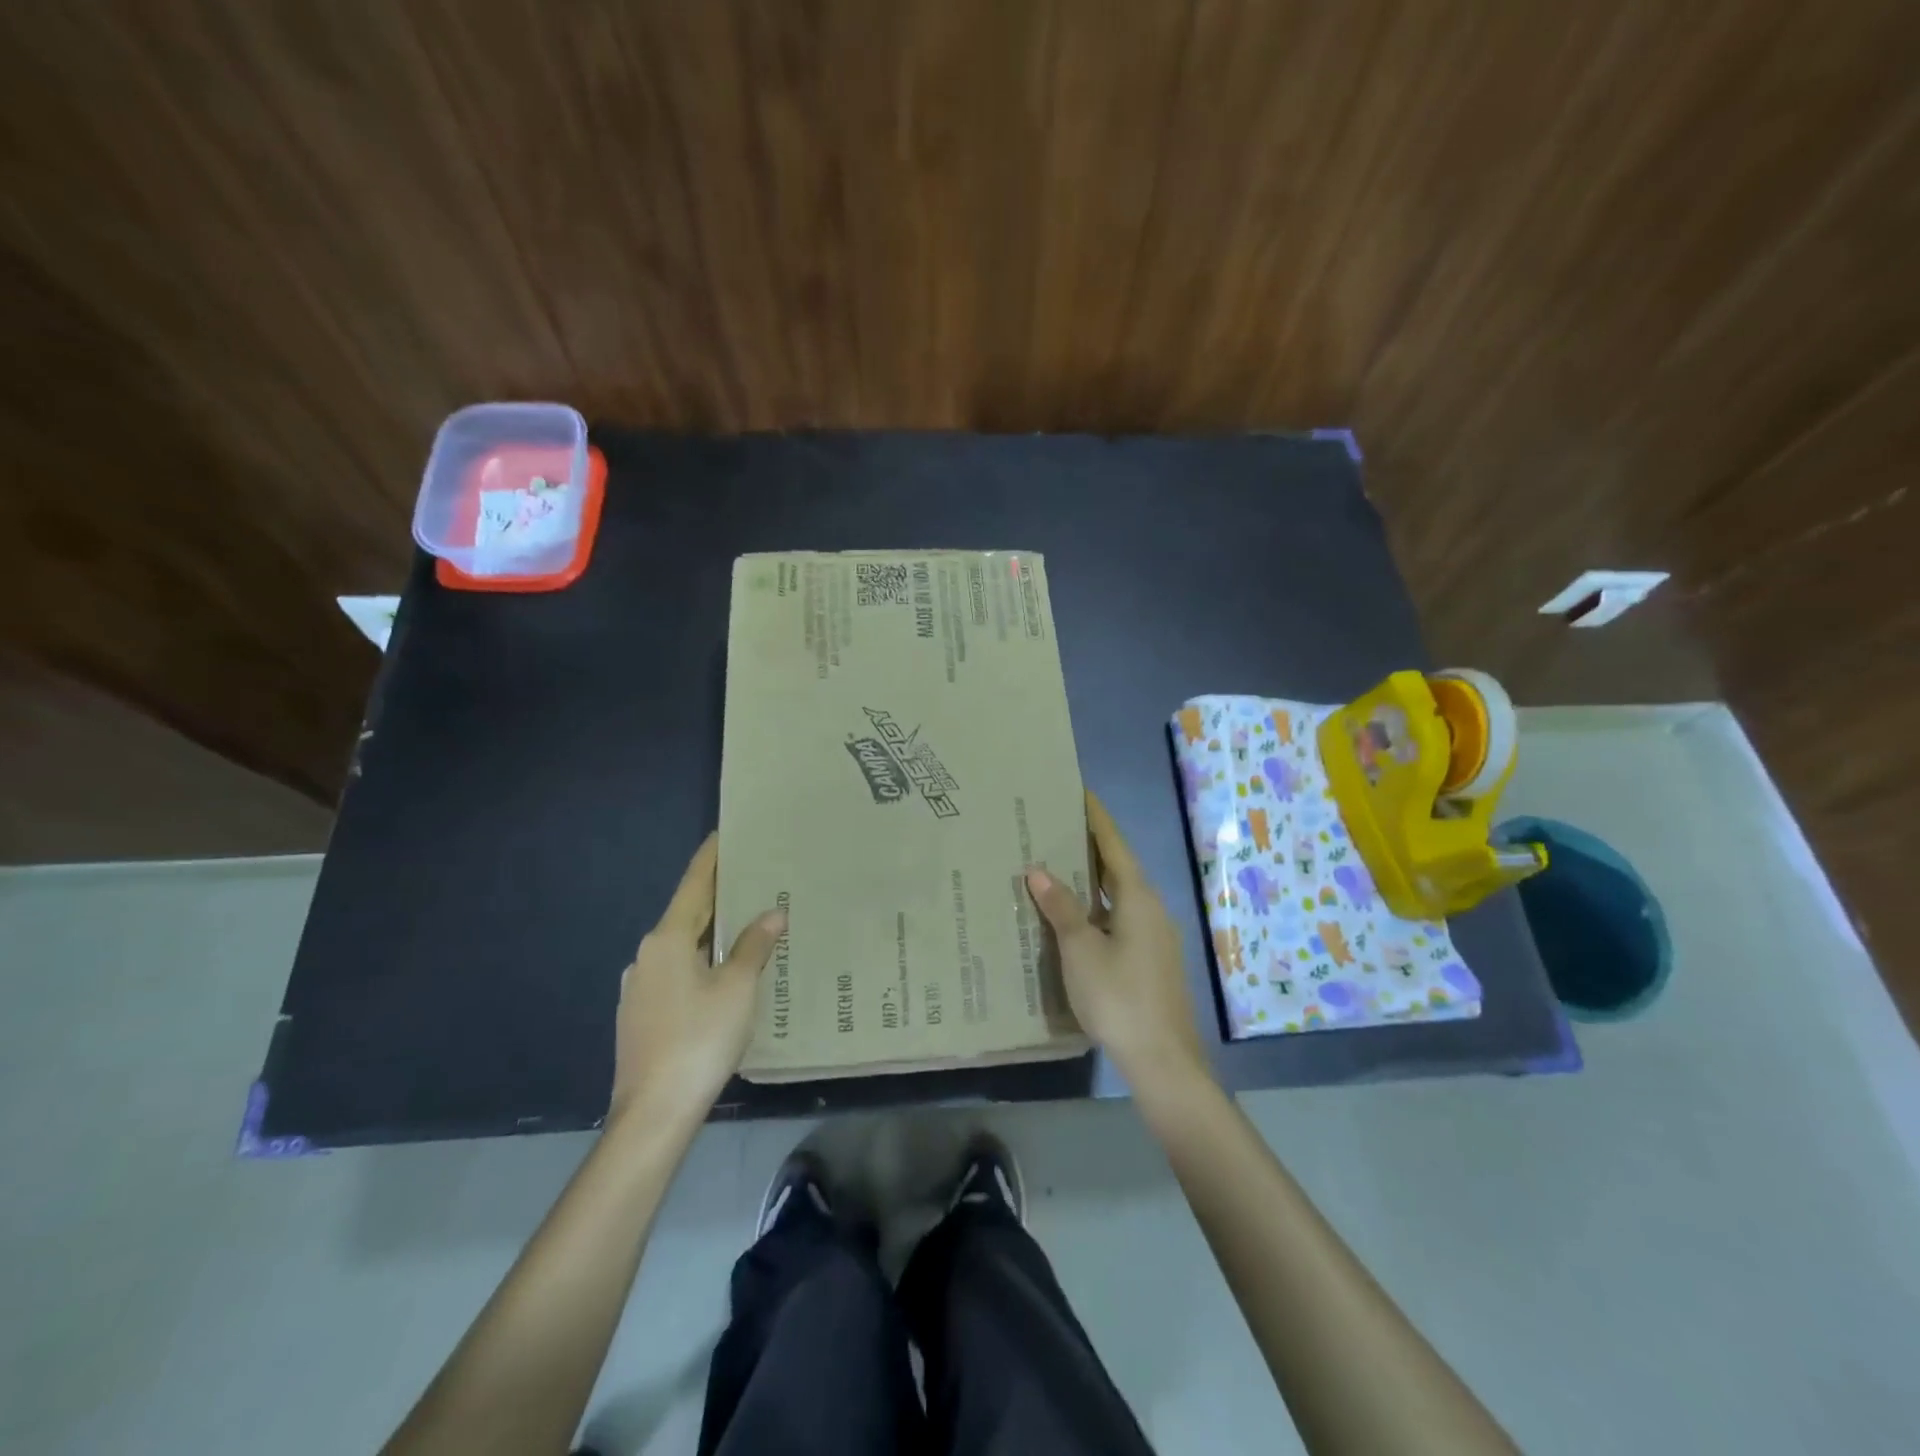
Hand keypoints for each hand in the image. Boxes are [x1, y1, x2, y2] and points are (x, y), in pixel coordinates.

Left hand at [610, 834, 786, 1124]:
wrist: (653, 1112)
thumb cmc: (700, 1038)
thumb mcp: (737, 988)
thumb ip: (754, 946)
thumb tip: (773, 913)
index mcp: (667, 939)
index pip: (694, 885)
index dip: (711, 859)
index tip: (724, 833)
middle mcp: (647, 955)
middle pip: (688, 915)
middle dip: (718, 898)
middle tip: (752, 879)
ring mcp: (639, 987)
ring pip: (683, 947)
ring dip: (711, 934)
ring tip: (746, 927)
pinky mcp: (641, 1015)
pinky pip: (677, 974)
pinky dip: (702, 963)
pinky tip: (724, 976)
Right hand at [1026, 792, 1210, 1096]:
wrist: (1163, 1061)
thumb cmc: (1119, 997)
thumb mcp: (1081, 950)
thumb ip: (1061, 908)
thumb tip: (1039, 870)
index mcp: (1138, 898)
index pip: (1114, 845)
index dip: (1096, 818)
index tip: (1079, 792)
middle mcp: (1151, 909)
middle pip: (1118, 867)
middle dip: (1089, 847)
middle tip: (1055, 827)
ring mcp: (1154, 937)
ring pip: (1118, 896)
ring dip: (1091, 880)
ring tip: (1056, 866)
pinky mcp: (1151, 961)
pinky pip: (1119, 919)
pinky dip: (1096, 908)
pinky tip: (1073, 918)